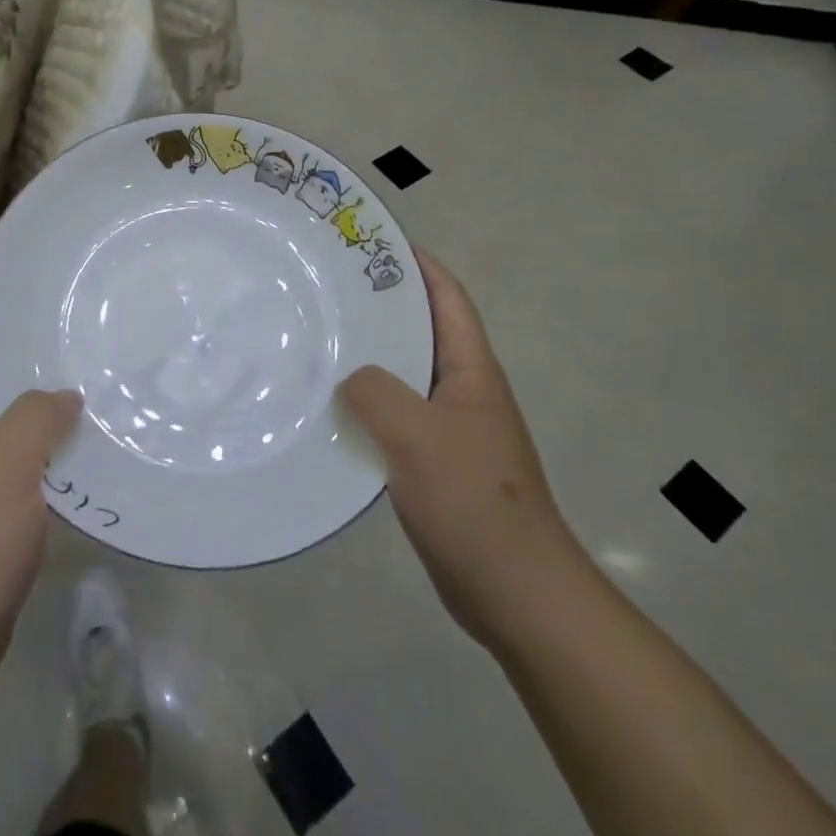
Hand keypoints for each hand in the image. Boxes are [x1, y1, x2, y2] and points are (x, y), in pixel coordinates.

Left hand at [0, 261, 82, 689]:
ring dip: (35, 372)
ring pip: (8, 399)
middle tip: (55, 293)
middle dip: (9, 323)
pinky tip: (86, 414)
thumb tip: (66, 394)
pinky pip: (26, 439)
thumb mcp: (1, 470)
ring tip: (79, 341)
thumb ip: (35, 418)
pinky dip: (51, 420)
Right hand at [338, 248, 587, 648]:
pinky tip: (330, 408)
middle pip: (421, 330)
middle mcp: (463, 389)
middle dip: (381, 304)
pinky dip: (366, 403)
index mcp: (472, 370)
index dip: (416, 263)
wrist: (517, 594)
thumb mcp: (418, 435)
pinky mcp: (435, 461)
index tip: (371, 241)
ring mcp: (451, 427)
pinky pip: (395, 415)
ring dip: (369, 355)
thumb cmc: (474, 502)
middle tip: (326, 286)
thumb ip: (376, 392)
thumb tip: (349, 378)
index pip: (446, 298)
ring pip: (404, 374)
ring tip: (318, 338)